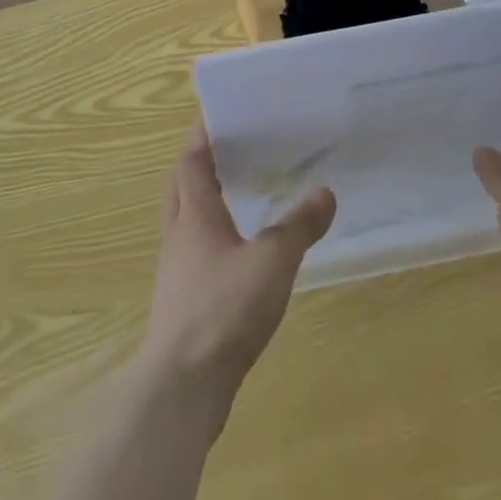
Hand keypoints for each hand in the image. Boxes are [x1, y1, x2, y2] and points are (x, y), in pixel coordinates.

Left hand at [142, 126, 336, 403]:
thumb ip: (299, 226)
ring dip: (200, 200)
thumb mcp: (272, 262)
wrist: (183, 387)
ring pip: (183, 220)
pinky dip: (208, 237)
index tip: (217, 113)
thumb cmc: (224, 309)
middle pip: (180, 186)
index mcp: (195, 215)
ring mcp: (175, 271)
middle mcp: (178, 235)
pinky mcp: (181, 301)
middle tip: (228, 148)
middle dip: (197, 163)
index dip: (202, 135)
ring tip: (234, 192)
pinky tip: (234, 251)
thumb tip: (325, 191)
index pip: (192, 161)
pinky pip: (191, 252)